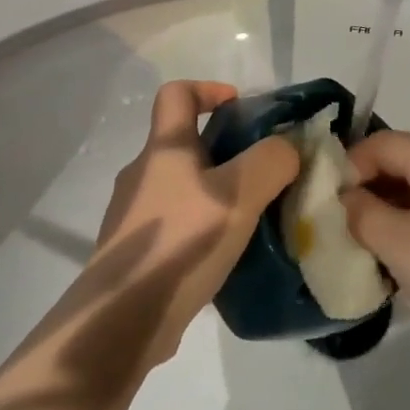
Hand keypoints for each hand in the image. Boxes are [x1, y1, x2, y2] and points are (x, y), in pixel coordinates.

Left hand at [82, 80, 299, 374]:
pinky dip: (202, 227)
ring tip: (251, 218)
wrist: (122, 319)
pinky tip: (227, 255)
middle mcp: (142, 174)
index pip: (176, 94)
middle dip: (225, 150)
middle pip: (183, 143)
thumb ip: (271, 162)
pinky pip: (176, 223)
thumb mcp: (238, 195)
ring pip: (181, 186)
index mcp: (163, 149)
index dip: (208, 89)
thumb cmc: (180, 242)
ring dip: (215, 193)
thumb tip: (288, 148)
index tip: (240, 108)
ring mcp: (134, 214)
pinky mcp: (136, 251)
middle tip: (262, 173)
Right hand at [341, 131, 409, 382]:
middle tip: (342, 229)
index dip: (348, 169)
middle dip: (367, 192)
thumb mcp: (398, 243)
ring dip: (388, 215)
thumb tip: (345, 199)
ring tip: (366, 249)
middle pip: (400, 163)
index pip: (380, 143)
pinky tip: (400, 263)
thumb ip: (361, 213)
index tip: (329, 207)